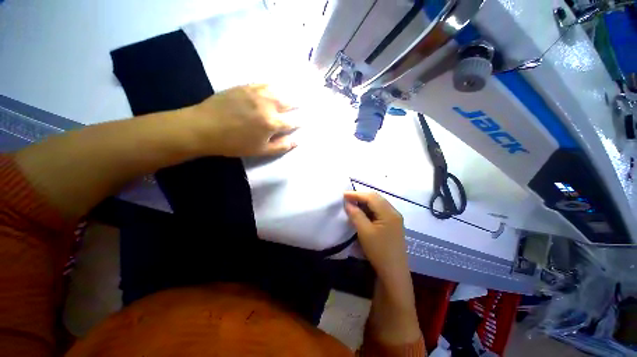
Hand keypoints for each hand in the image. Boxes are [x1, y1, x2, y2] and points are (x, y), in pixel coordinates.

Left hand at [188, 84, 297, 156]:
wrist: (204, 127)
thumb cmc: (234, 143)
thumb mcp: (260, 150)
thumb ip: (281, 146)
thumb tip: (296, 141)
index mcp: (272, 123)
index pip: (292, 122)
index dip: (300, 122)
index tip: (304, 121)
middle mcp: (268, 105)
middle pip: (288, 102)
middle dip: (297, 104)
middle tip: (303, 103)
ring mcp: (256, 93)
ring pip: (278, 90)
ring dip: (287, 92)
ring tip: (292, 93)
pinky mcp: (245, 86)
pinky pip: (263, 83)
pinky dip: (272, 85)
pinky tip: (274, 86)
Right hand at [344, 191, 408, 280]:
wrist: (393, 272)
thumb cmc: (379, 251)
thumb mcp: (364, 232)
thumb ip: (356, 215)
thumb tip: (348, 203)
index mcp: (389, 213)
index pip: (371, 197)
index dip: (356, 194)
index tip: (343, 194)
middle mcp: (394, 212)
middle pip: (376, 198)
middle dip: (361, 196)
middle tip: (347, 198)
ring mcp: (395, 218)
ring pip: (378, 203)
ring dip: (365, 202)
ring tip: (353, 203)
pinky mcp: (393, 224)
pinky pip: (380, 211)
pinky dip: (370, 209)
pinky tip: (362, 212)